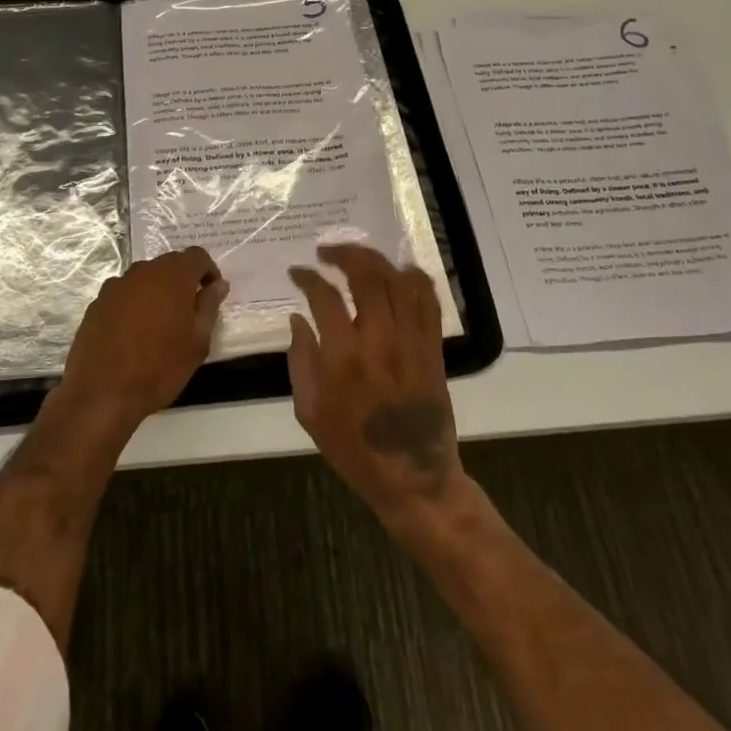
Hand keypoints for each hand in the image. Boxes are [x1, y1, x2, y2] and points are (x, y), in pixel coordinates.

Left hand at [58, 247, 227, 433]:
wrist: (103, 392)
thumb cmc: (160, 366)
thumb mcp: (197, 341)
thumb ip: (209, 306)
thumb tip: (218, 284)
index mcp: (172, 276)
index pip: (197, 256)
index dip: (208, 271)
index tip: (211, 294)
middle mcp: (142, 272)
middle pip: (169, 264)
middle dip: (182, 281)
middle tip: (189, 312)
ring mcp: (116, 286)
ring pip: (144, 279)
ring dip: (157, 292)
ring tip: (160, 325)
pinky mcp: (97, 303)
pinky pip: (123, 295)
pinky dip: (134, 305)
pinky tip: (133, 334)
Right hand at [287, 245, 464, 534]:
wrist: (412, 478)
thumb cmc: (352, 448)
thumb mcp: (309, 410)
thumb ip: (300, 359)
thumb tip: (298, 318)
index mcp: (343, 357)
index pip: (324, 297)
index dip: (307, 277)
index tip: (297, 272)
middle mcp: (379, 340)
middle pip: (366, 277)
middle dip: (343, 254)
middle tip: (326, 252)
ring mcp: (411, 341)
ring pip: (397, 282)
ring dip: (375, 261)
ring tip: (357, 256)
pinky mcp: (432, 348)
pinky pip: (428, 301)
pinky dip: (414, 278)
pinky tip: (399, 270)